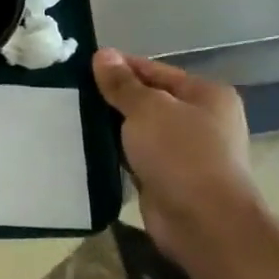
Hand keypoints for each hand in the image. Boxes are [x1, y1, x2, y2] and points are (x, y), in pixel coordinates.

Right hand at [92, 49, 263, 273]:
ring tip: (72, 116)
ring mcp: (186, 152)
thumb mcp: (147, 109)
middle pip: (147, 99)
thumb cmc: (181, 154)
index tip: (81, 66)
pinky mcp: (169, 178)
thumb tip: (102, 54)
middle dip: (112, 98)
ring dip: (112, 126)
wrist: (204, 224)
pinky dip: (116, 152)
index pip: (154, 70)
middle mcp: (201, 120)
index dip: (119, 67)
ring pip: (139, 129)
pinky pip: (136, 155)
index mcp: (206, 95)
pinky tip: (87, 146)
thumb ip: (122, 83)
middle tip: (72, 92)